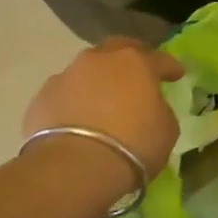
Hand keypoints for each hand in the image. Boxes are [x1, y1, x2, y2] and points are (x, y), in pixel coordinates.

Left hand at [23, 37, 184, 180]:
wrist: (73, 168)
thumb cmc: (132, 145)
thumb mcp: (166, 129)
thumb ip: (159, 110)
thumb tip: (150, 107)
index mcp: (135, 62)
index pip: (159, 59)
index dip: (170, 67)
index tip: (177, 75)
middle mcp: (99, 60)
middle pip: (117, 49)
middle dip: (129, 59)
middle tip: (137, 74)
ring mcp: (66, 76)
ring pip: (86, 70)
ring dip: (97, 81)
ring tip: (102, 100)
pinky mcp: (41, 98)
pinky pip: (65, 94)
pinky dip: (73, 102)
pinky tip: (77, 120)